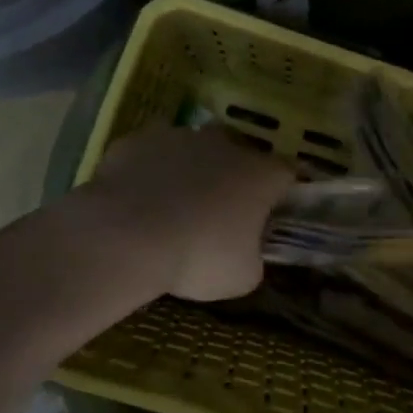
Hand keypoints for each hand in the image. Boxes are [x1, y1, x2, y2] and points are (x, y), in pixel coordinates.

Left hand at [82, 125, 294, 301]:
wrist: (125, 236)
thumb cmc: (197, 256)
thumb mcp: (242, 276)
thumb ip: (253, 257)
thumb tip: (248, 252)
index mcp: (260, 174)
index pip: (287, 172)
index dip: (282, 192)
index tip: (272, 212)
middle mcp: (225, 144)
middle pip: (239, 152)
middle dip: (233, 176)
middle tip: (219, 211)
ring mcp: (179, 136)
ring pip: (192, 149)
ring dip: (189, 170)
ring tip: (171, 206)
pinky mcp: (138, 140)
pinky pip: (151, 154)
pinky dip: (149, 172)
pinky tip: (137, 201)